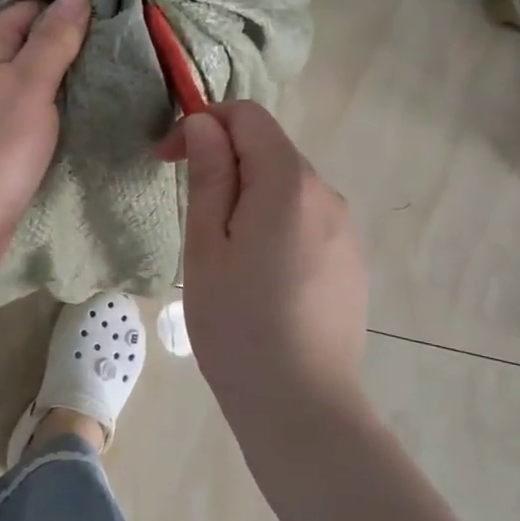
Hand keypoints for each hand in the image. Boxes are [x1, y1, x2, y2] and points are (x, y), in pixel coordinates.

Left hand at [0, 0, 91, 260]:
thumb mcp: (30, 83)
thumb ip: (54, 39)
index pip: (29, 7)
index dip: (69, 7)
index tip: (114, 11)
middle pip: (28, 44)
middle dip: (69, 45)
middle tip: (122, 45)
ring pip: (28, 81)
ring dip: (61, 80)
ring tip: (110, 75)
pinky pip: (24, 112)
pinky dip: (49, 110)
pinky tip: (79, 113)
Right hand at [159, 102, 368, 425]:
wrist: (301, 403)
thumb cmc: (237, 322)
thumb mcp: (207, 244)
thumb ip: (210, 176)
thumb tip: (205, 125)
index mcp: (288, 183)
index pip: (248, 117)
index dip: (203, 124)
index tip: (169, 160)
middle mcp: (327, 195)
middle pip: (270, 150)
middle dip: (224, 161)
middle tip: (188, 210)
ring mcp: (345, 231)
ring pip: (288, 187)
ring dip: (248, 195)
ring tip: (219, 250)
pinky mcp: (350, 262)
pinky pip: (306, 221)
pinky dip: (273, 223)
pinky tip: (257, 275)